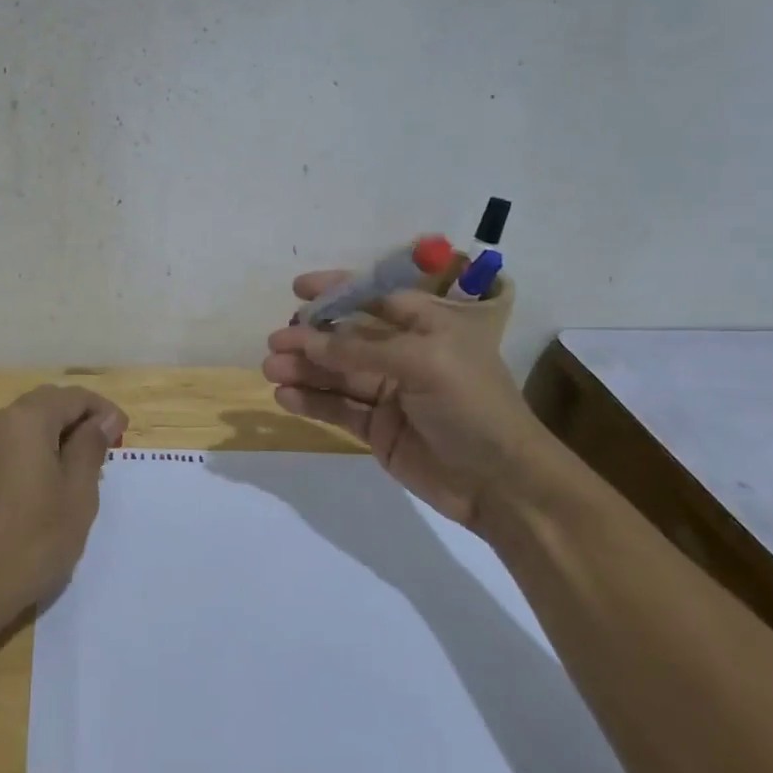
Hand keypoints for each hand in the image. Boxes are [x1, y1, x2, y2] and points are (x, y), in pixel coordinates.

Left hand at [0, 384, 128, 621]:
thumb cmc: (31, 540)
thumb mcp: (77, 493)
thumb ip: (91, 447)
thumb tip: (104, 419)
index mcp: (26, 420)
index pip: (73, 397)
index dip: (104, 411)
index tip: (124, 438)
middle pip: (48, 404)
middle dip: (81, 420)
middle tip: (108, 452)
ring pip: (29, 425)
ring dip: (60, 437)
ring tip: (84, 472)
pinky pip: (13, 445)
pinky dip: (38, 452)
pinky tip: (52, 486)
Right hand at [262, 272, 544, 529]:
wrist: (501, 483)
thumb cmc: (472, 406)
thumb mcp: (422, 363)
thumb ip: (360, 349)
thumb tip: (307, 338)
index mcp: (427, 326)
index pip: (375, 298)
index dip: (337, 291)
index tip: (298, 289)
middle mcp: (405, 355)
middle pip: (348, 338)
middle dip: (311, 337)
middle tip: (275, 341)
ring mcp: (388, 394)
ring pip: (337, 374)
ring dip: (304, 369)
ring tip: (270, 369)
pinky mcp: (376, 429)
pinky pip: (337, 408)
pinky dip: (311, 402)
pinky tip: (285, 397)